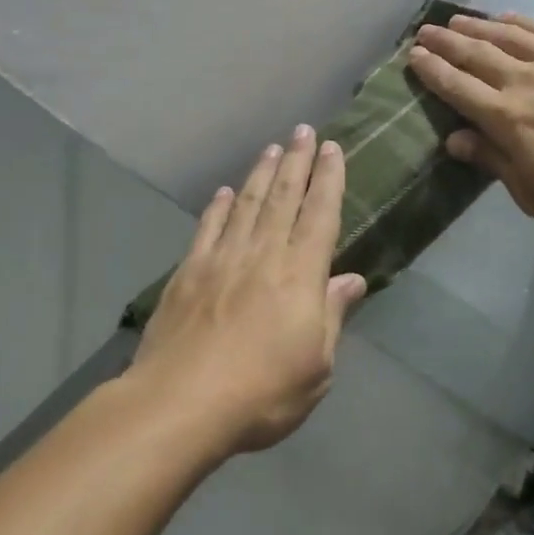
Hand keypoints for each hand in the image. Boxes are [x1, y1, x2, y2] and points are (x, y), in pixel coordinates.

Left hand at [128, 126, 366, 455]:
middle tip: (302, 130)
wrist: (181, 403)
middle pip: (283, 197)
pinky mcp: (188, 272)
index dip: (328, 179)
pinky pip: (208, 228)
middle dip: (296, 161)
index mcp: (300, 274)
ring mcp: (222, 259)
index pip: (320, 214)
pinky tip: (225, 192)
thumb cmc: (262, 393)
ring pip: (247, 204)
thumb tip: (352, 279)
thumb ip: (333, 316)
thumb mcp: (317, 366)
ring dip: (260, 173)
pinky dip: (219, 207)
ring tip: (271, 148)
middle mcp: (263, 254)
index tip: (331, 148)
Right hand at [408, 13, 533, 233]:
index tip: (413, 57)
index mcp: (508, 119)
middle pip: (475, 55)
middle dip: (445, 42)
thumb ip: (494, 161)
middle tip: (424, 31)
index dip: (432, 71)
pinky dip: (520, 22)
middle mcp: (525, 82)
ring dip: (475, 26)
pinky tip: (505, 17)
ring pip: (506, 37)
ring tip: (454, 19)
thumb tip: (454, 138)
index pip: (458, 88)